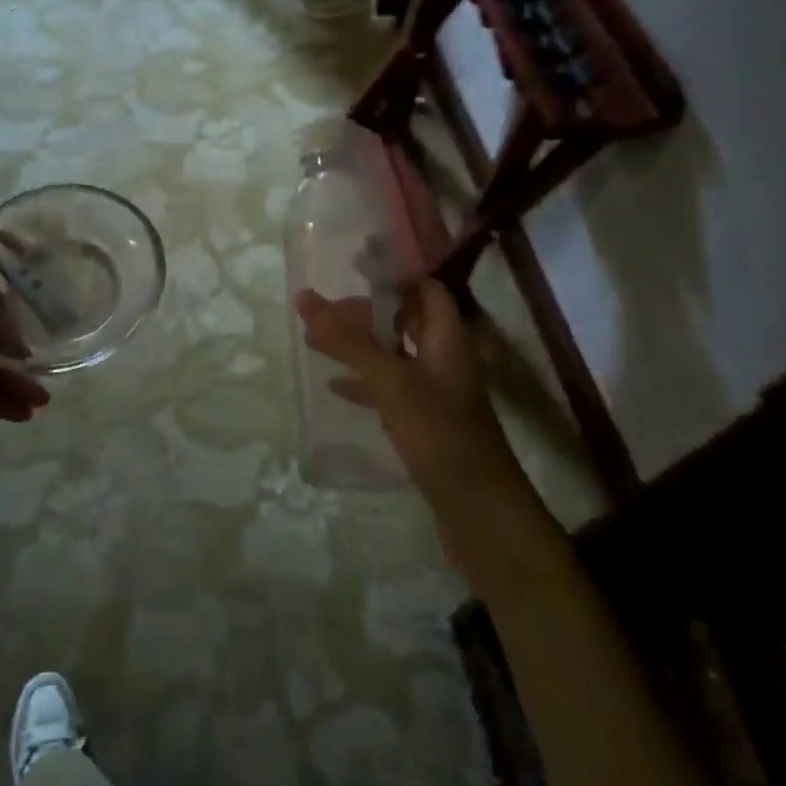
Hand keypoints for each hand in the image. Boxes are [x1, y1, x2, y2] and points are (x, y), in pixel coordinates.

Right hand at [296, 279, 526, 512]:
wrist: (479, 511)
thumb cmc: (440, 435)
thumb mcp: (392, 382)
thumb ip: (349, 342)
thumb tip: (305, 298)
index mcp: (447, 340)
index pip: (426, 290)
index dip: (394, 278)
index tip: (352, 273)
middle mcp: (444, 360)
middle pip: (406, 321)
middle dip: (366, 314)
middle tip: (324, 314)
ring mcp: (436, 394)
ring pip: (394, 356)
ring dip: (360, 347)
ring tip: (316, 343)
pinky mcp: (425, 423)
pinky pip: (391, 391)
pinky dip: (365, 383)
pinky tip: (336, 388)